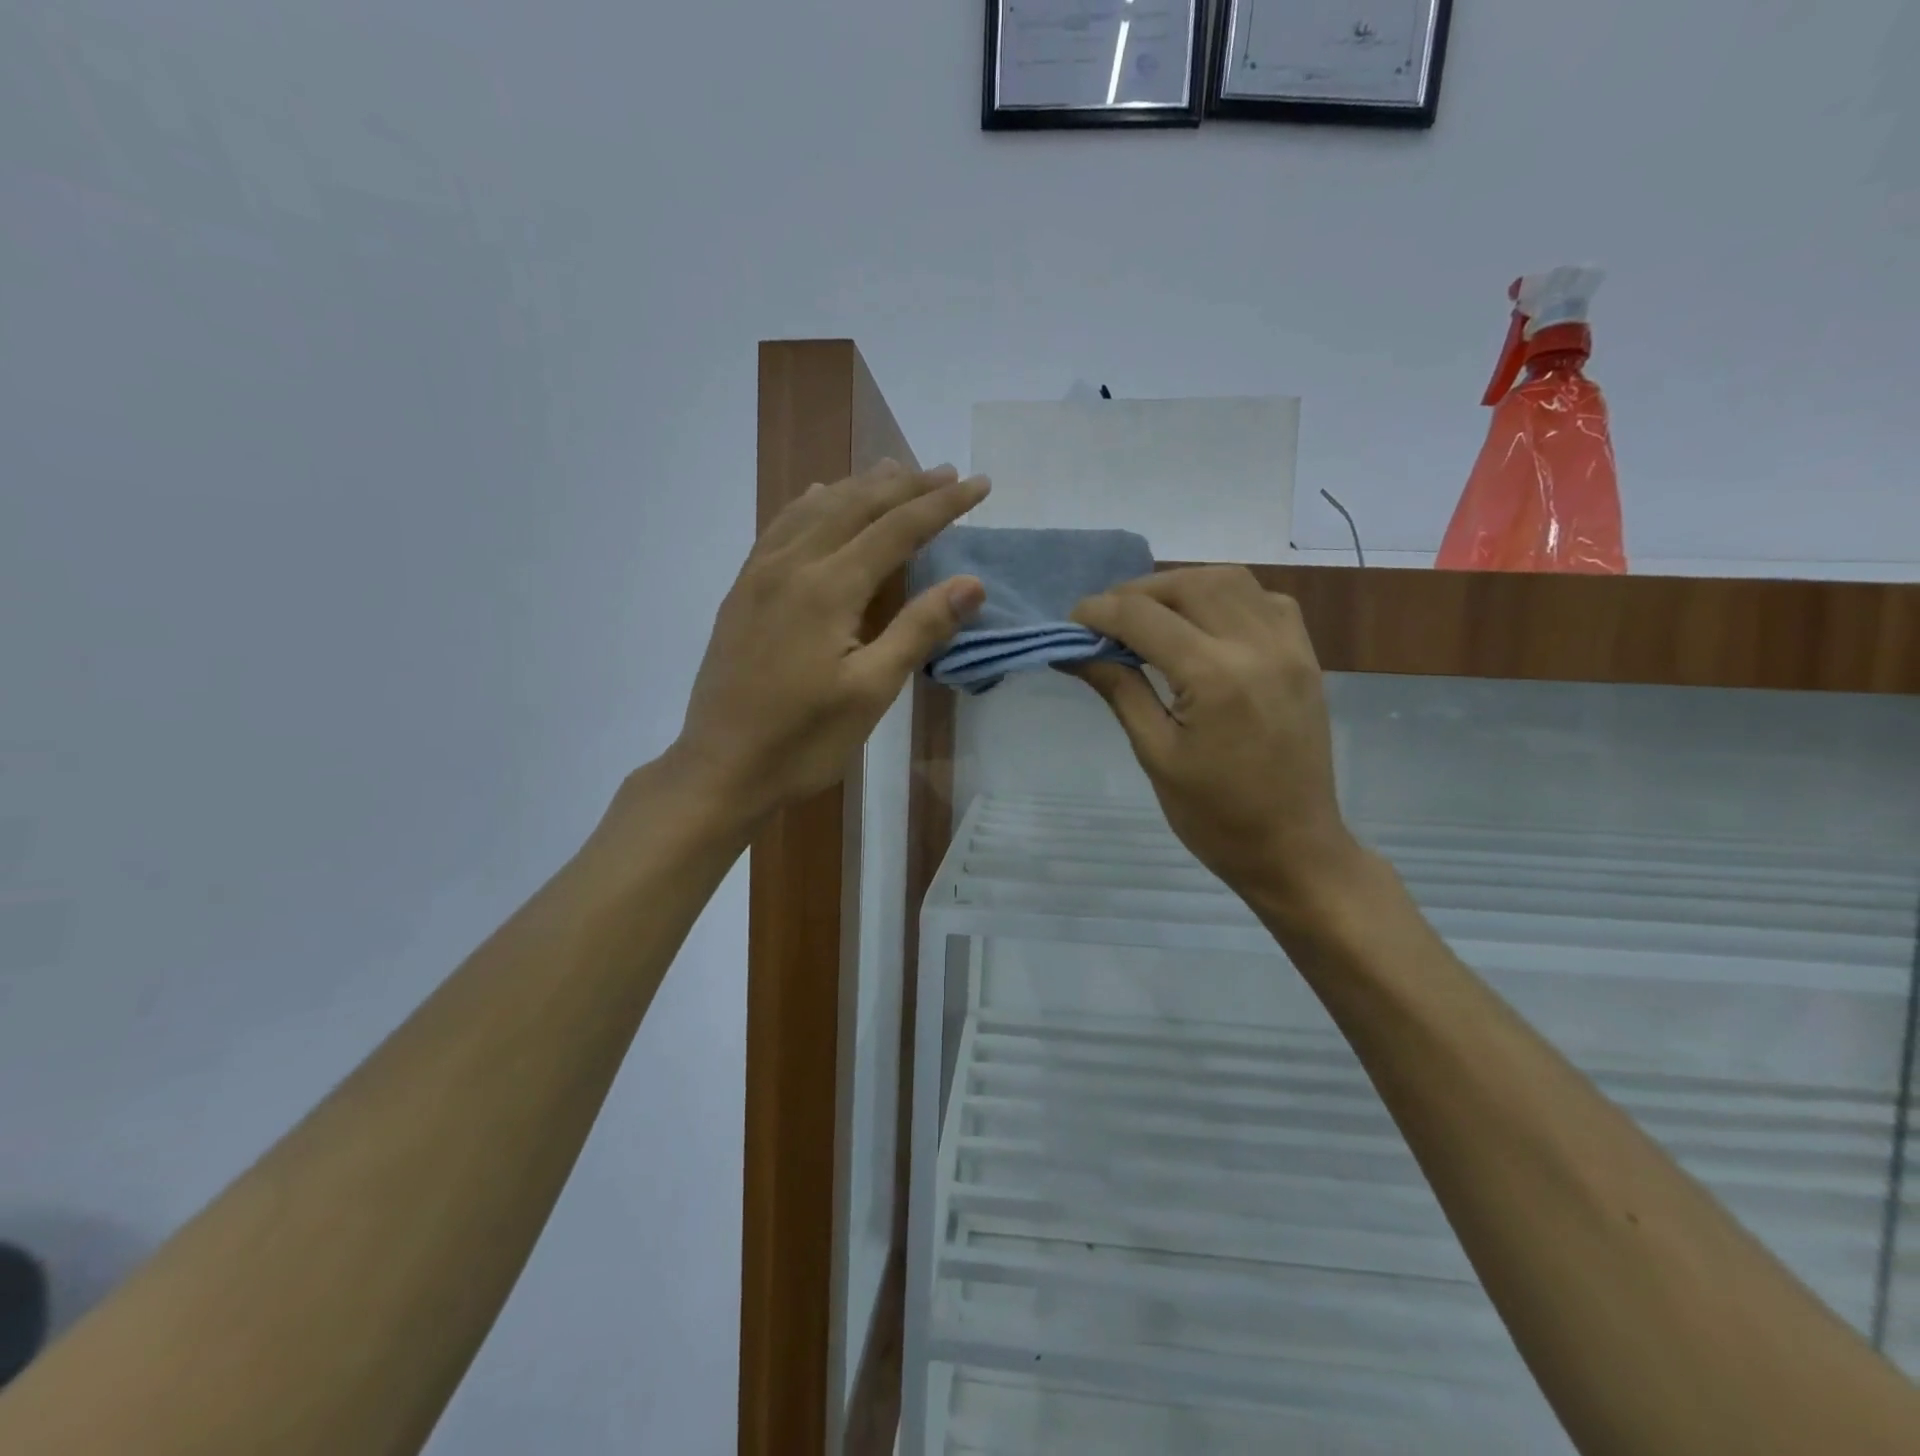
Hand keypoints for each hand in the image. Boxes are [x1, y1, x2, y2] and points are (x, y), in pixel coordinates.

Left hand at [668, 460, 988, 829]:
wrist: (721, 768)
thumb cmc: (803, 740)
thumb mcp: (871, 692)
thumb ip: (918, 630)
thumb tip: (971, 582)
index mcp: (828, 588)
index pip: (897, 529)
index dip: (942, 504)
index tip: (979, 484)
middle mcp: (792, 565)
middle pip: (856, 505)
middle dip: (906, 485)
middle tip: (946, 471)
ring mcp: (760, 575)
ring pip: (816, 508)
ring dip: (860, 486)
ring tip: (893, 471)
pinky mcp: (742, 591)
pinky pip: (781, 527)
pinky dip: (811, 503)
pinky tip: (819, 499)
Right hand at [1070, 566, 1361, 911]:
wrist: (1294, 848)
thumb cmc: (1215, 816)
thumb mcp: (1155, 754)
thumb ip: (1118, 688)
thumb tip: (1075, 650)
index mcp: (1213, 677)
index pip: (1142, 617)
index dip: (1098, 613)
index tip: (1071, 624)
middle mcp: (1256, 645)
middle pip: (1186, 585)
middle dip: (1136, 592)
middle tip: (1106, 621)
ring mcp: (1289, 646)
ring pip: (1229, 579)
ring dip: (1181, 587)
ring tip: (1150, 616)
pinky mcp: (1306, 655)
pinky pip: (1265, 600)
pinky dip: (1227, 597)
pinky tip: (1204, 624)